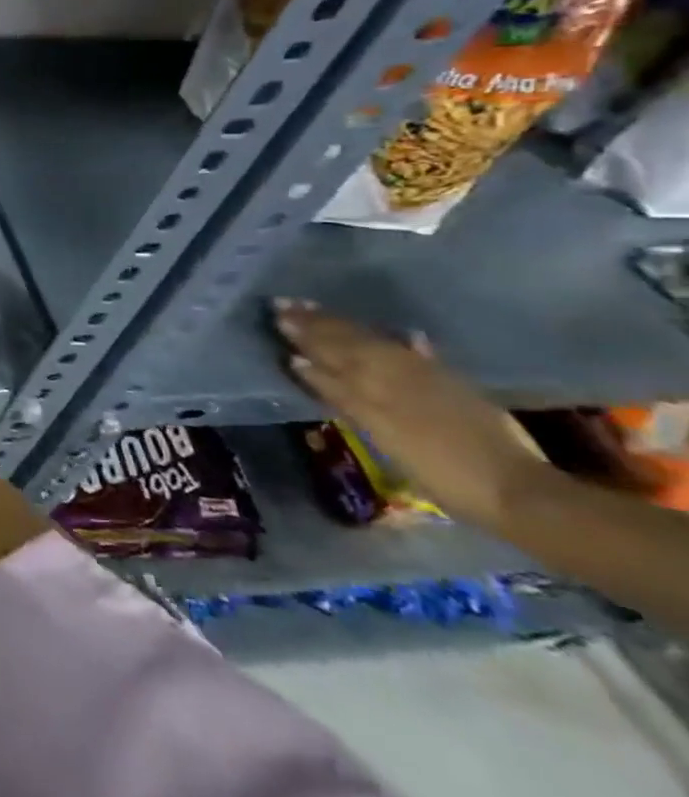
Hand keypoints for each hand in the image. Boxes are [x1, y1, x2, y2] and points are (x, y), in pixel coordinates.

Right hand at [274, 300, 545, 529]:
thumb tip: (300, 363)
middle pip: (349, 343)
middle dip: (316, 324)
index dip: (303, 336)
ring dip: (345, 326)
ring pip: (375, 343)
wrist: (518, 492)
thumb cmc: (442, 476)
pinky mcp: (453, 387)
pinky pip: (415, 354)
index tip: (277, 316)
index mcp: (377, 389)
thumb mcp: (382, 437)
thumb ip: (343, 398)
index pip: (330, 354)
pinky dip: (402, 343)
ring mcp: (428, 379)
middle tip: (285, 304)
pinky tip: (402, 335)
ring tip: (319, 311)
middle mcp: (398, 374)